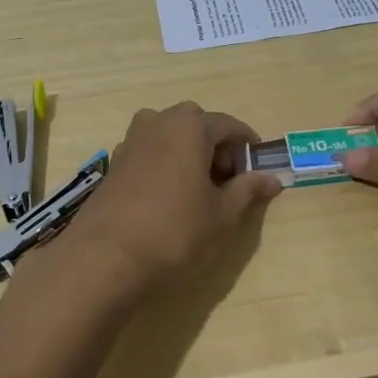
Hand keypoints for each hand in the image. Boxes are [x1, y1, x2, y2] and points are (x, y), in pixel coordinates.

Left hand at [56, 103, 280, 297]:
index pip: (226, 124)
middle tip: (225, 176)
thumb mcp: (222, 215)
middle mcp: (158, 124)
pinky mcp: (113, 164)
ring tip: (195, 183)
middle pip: (193, 120)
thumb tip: (272, 178)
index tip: (257, 165)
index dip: (246, 143)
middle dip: (213, 141)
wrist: (106, 257)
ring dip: (185, 147)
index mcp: (189, 128)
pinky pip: (147, 149)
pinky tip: (166, 194)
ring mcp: (130, 142)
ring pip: (166, 131)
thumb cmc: (175, 231)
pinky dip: (162, 160)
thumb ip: (247, 190)